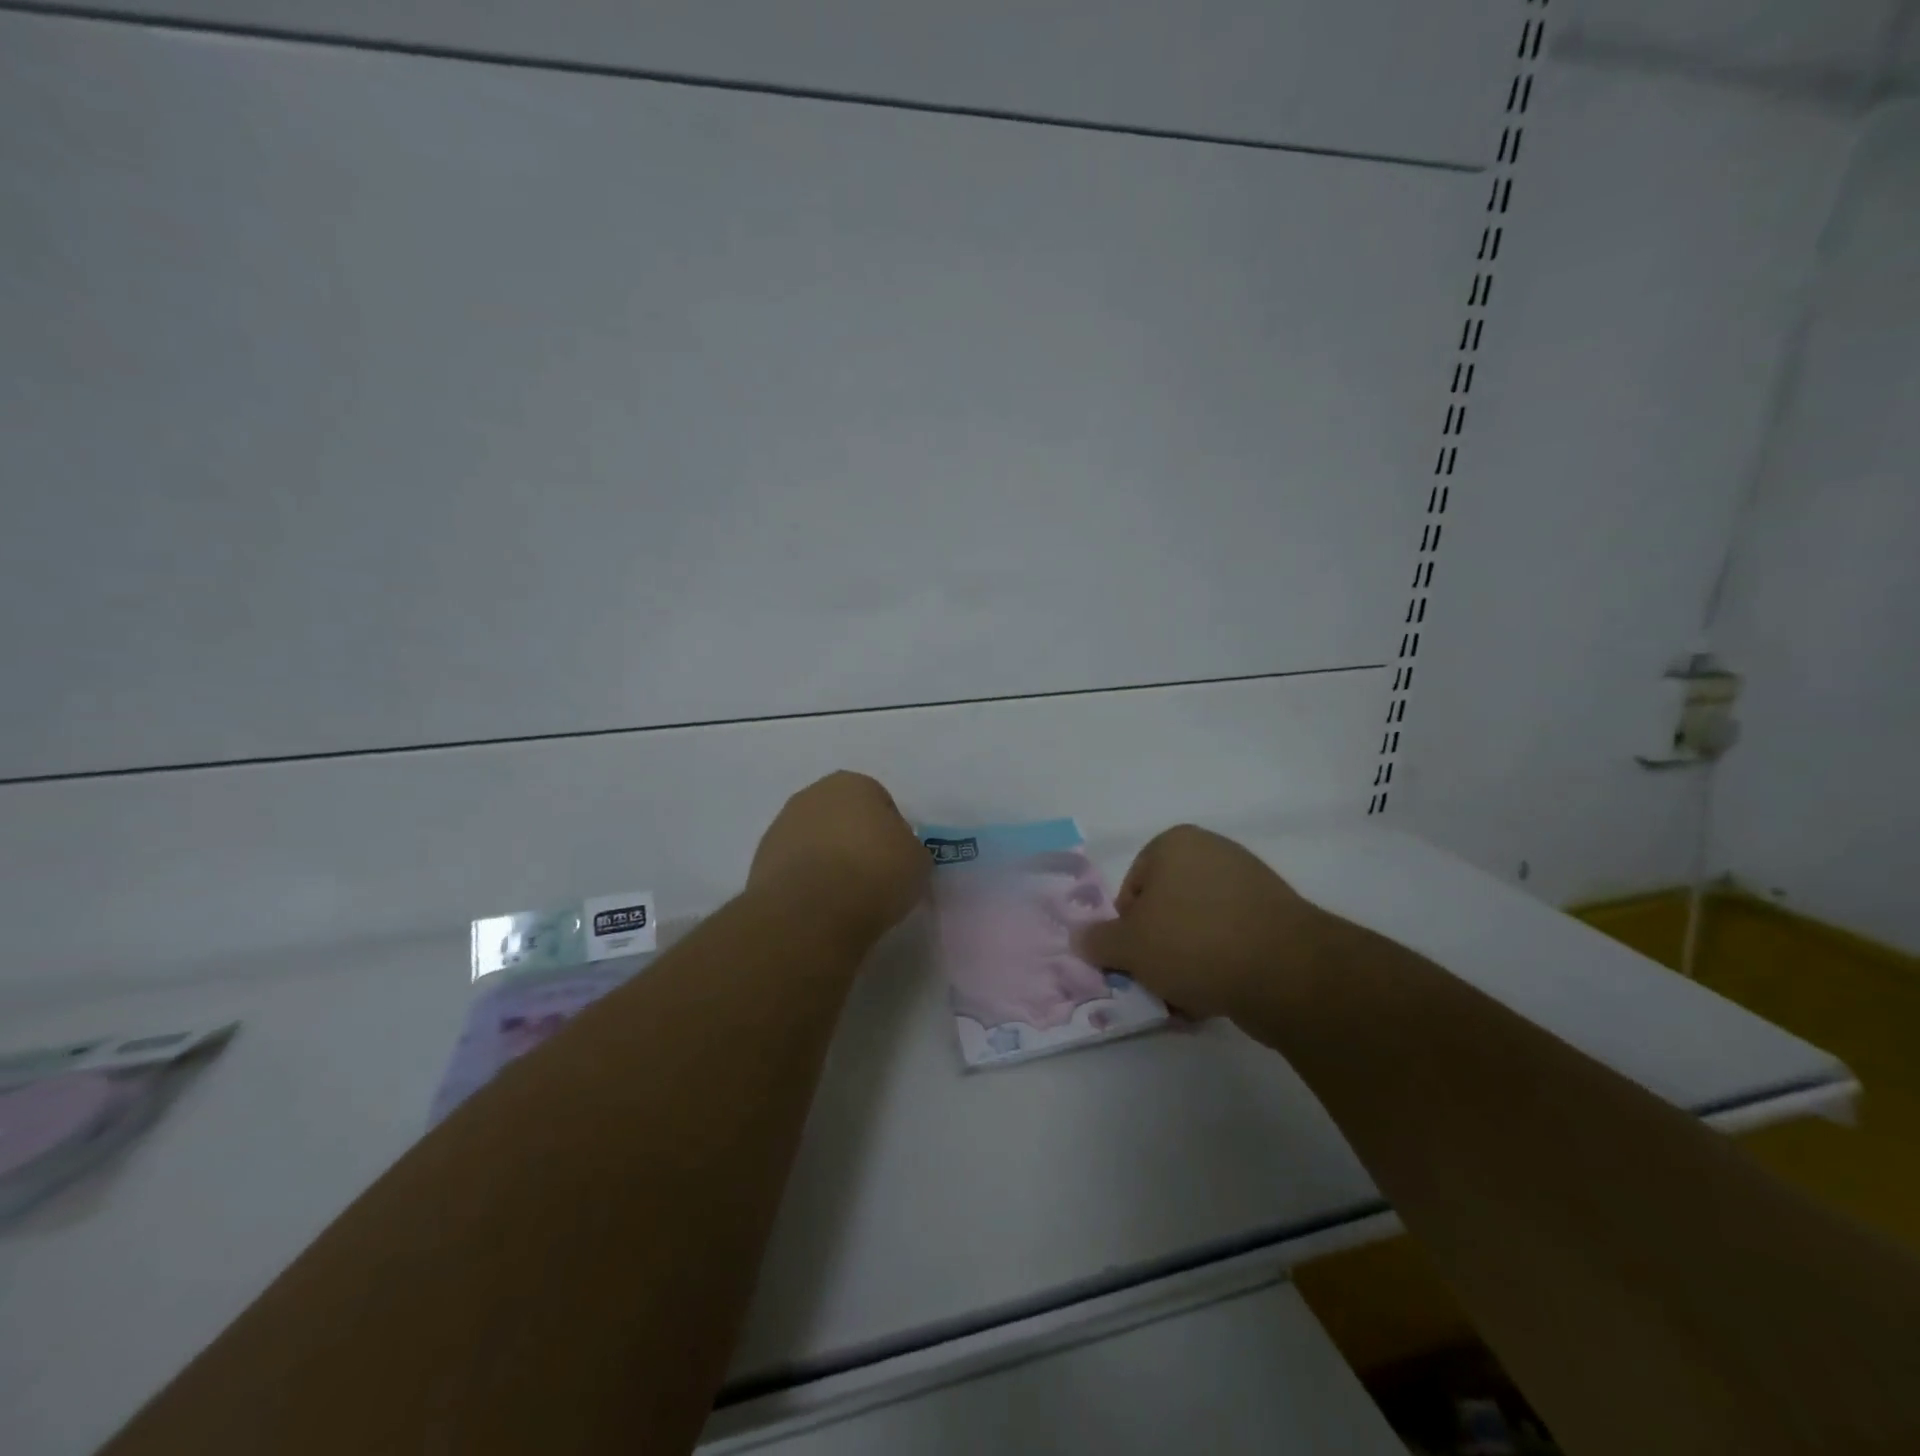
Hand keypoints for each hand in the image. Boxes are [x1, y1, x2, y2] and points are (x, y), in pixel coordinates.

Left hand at [748, 771, 928, 946]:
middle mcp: (812, 795)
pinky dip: (806, 882)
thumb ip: (907, 848)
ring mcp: (781, 826)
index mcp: (853, 783)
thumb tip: (894, 853)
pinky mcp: (760, 861)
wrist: (812, 912)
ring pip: (815, 841)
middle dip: (855, 841)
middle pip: (843, 817)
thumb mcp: (917, 860)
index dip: (891, 834)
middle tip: (871, 877)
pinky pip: (795, 867)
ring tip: (844, 898)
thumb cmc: (874, 874)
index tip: (896, 862)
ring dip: (827, 861)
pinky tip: (819, 906)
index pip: (881, 803)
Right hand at [1072, 824, 1340, 1020]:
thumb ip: (1098, 940)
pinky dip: (1219, 967)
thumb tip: (1079, 938)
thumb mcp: (1129, 946)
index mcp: (1175, 844)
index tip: (1134, 959)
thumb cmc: (1193, 942)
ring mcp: (1250, 884)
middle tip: (1157, 982)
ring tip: (1188, 998)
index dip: (1126, 929)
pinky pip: (1230, 942)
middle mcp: (1213, 853)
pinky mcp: (1276, 918)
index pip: (1132, 888)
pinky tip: (1216, 998)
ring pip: (1197, 930)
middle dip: (1157, 949)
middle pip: (1165, 909)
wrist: (1285, 971)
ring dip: (1185, 964)